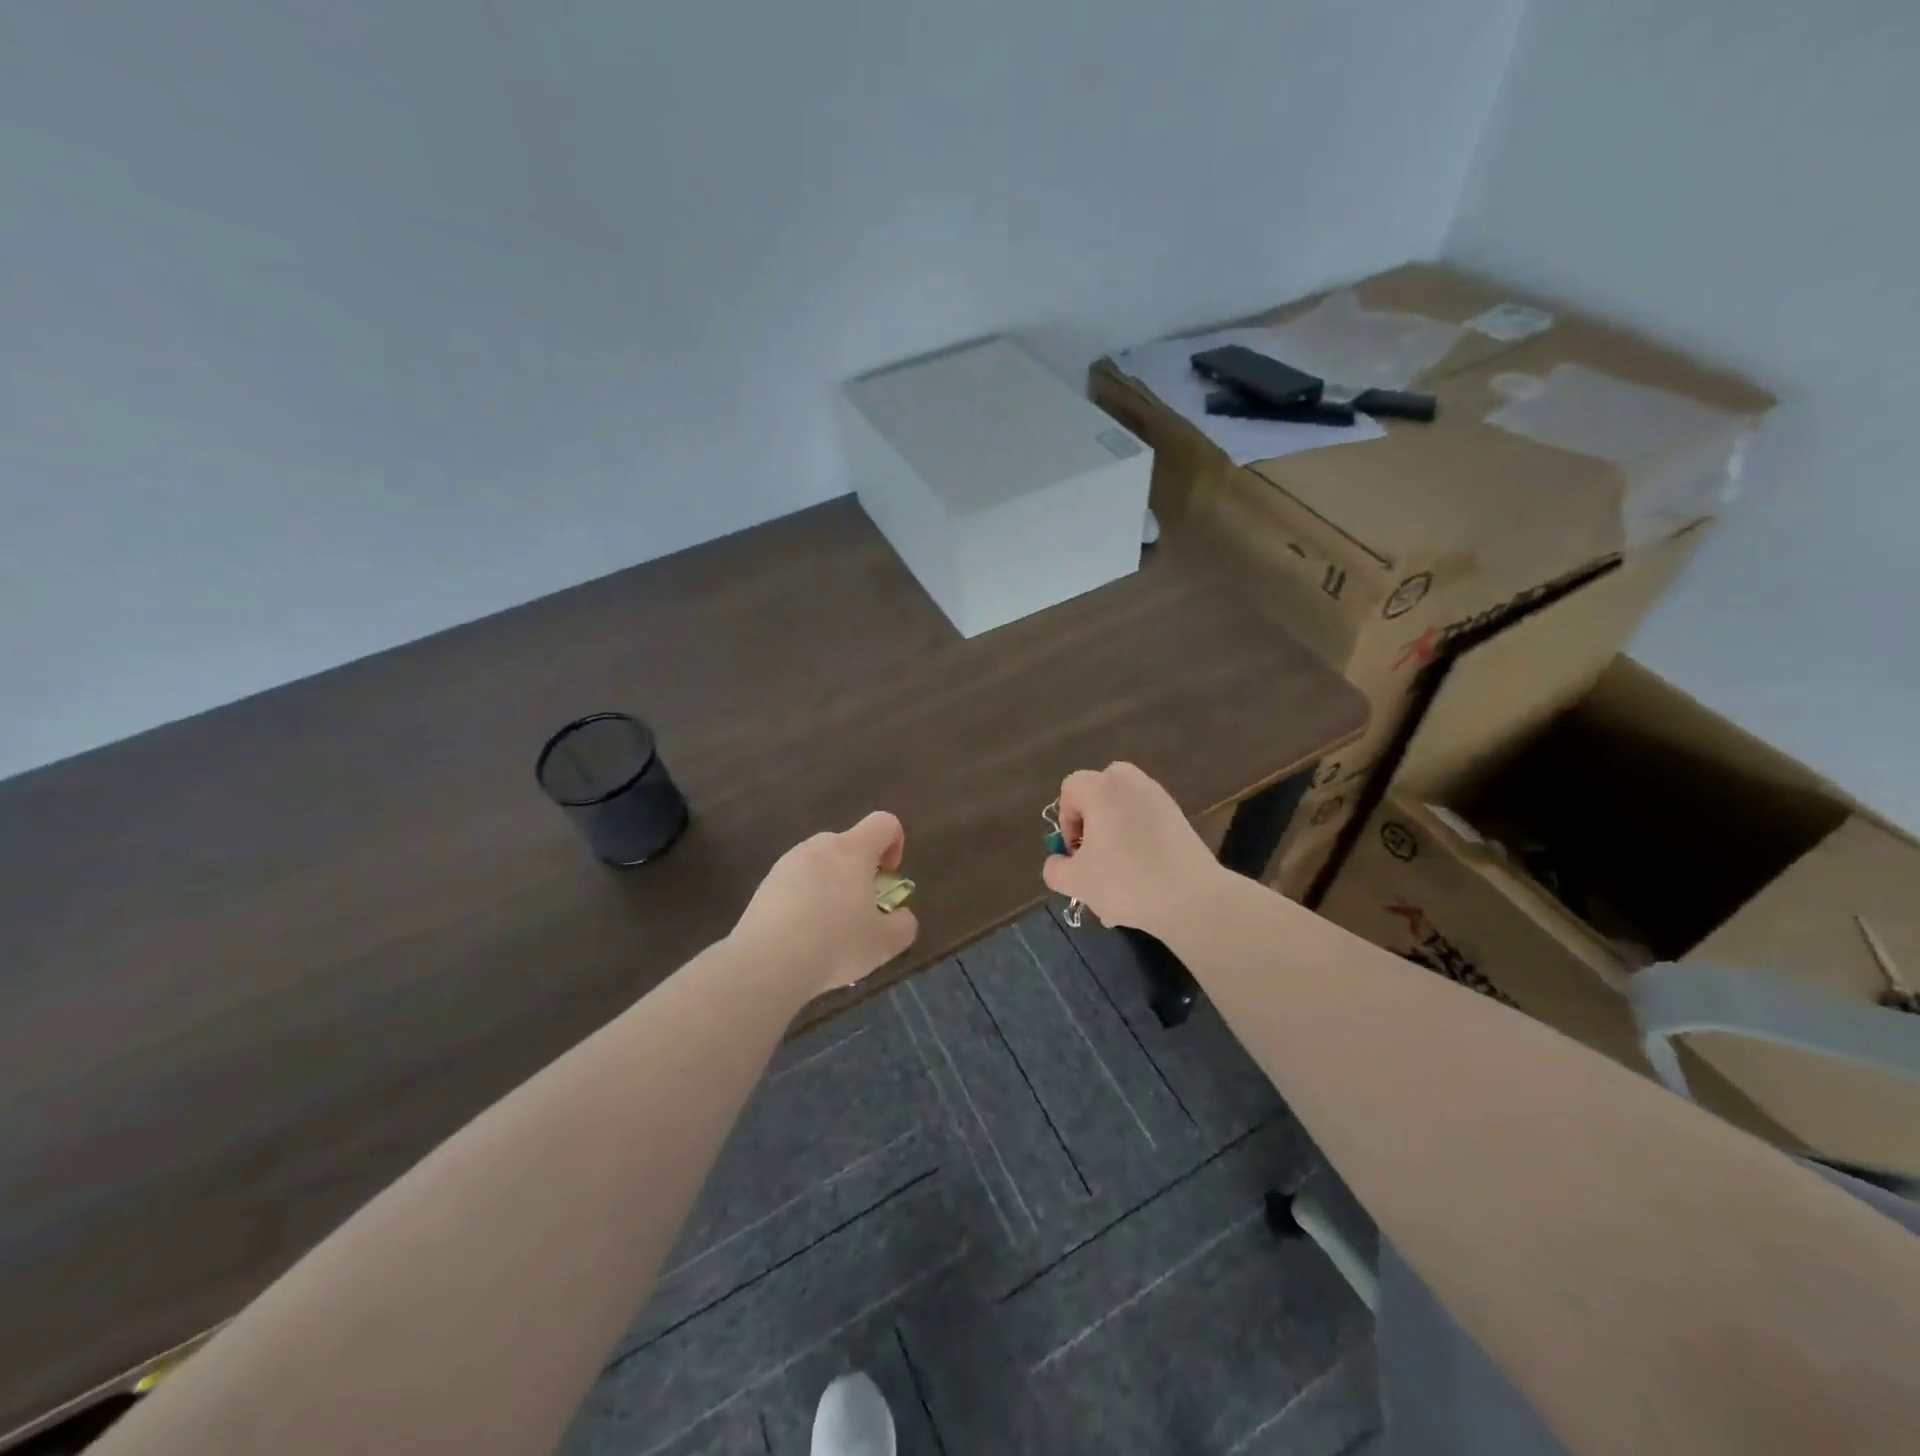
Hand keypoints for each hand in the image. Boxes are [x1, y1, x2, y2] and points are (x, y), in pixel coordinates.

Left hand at [733, 811, 919, 995]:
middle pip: (849, 843)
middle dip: (861, 870)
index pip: (884, 823)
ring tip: (829, 928)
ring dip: (831, 885)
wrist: (766, 962)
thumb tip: (901, 916)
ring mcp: (787, 863)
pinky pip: (795, 882)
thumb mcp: (885, 943)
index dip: (896, 844)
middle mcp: (819, 847)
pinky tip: (802, 935)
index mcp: (852, 850)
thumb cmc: (835, 944)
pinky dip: (805, 899)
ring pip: (820, 863)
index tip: (888, 878)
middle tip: (862, 908)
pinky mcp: (765, 884)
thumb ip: (903, 924)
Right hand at [1042, 763, 1222, 935]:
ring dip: (1113, 837)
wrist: (1192, 898)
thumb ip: (1055, 868)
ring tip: (1117, 879)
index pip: (1070, 789)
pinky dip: (1138, 843)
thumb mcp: (1077, 881)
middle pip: (1099, 793)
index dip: (1065, 822)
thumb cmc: (1126, 881)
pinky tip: (1142, 880)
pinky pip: (1145, 822)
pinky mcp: (1179, 817)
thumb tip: (1058, 862)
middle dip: (1090, 824)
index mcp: (1103, 788)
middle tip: (1094, 858)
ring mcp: (1159, 798)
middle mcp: (1131, 783)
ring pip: (1123, 811)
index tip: (1075, 853)